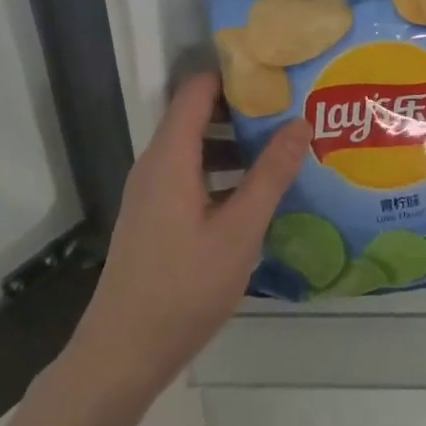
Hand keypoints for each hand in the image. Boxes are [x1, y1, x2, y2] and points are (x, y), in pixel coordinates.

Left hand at [66, 72, 309, 399]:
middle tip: (294, 111)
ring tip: (285, 150)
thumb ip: (270, 175)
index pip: (197, 90)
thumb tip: (300, 123)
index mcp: (170, 156)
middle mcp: (155, 164)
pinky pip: (190, 176)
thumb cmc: (184, 286)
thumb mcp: (239, 230)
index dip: (234, 75)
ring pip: (196, 150)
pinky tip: (257, 195)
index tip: (278, 75)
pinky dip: (222, 174)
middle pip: (197, 116)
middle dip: (244, 111)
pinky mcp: (155, 217)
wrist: (124, 351)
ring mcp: (152, 192)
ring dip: (236, 146)